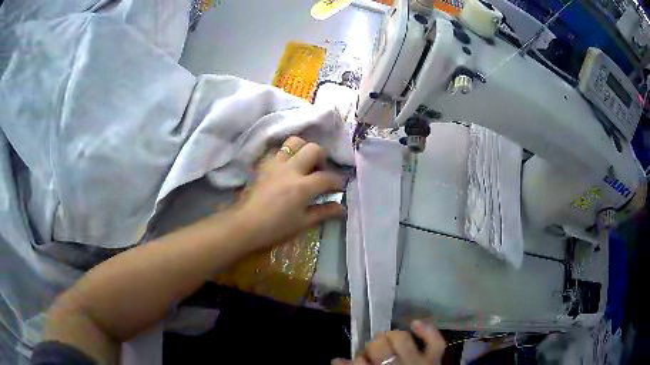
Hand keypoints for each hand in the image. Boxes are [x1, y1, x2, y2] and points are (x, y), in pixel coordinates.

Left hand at [236, 136, 344, 248]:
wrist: (245, 225)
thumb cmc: (275, 228)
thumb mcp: (303, 223)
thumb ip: (324, 212)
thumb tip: (342, 208)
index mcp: (302, 186)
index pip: (327, 177)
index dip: (338, 181)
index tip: (339, 187)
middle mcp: (290, 169)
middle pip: (313, 149)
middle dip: (323, 157)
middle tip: (321, 171)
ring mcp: (275, 164)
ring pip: (294, 142)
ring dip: (303, 149)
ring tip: (304, 164)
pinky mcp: (264, 165)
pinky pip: (278, 150)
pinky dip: (286, 154)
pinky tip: (287, 167)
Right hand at [332, 321, 445, 364]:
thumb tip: (338, 360)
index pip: (361, 361)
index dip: (358, 359)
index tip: (357, 360)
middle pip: (379, 346)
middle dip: (373, 346)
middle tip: (373, 351)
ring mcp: (419, 362)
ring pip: (402, 338)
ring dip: (391, 336)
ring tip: (388, 340)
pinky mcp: (434, 359)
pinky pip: (435, 341)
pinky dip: (426, 329)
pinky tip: (414, 324)